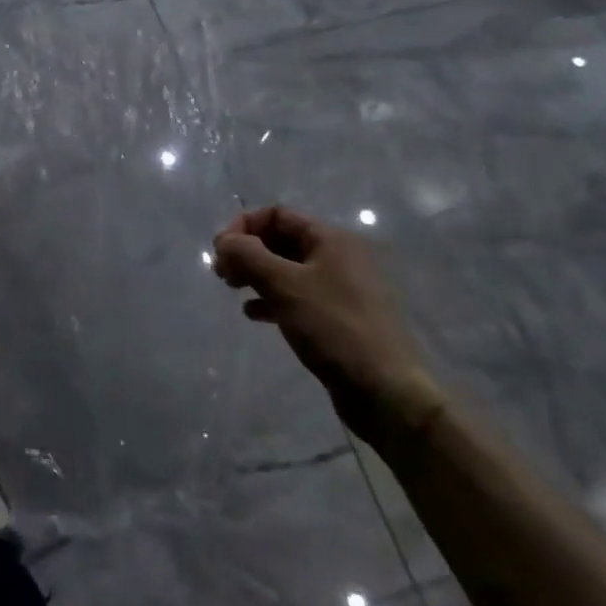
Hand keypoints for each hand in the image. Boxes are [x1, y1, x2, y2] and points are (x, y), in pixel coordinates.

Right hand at [213, 206, 445, 447]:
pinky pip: (299, 296)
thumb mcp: (284, 285)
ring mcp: (342, 288)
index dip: (244, 226)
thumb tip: (224, 240)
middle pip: (282, 239)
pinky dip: (273, 298)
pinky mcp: (340, 317)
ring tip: (233, 290)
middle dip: (248, 251)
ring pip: (288, 269)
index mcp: (331, 239)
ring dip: (257, 274)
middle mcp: (339, 256)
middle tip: (222, 274)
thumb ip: (248, 256)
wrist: (385, 391)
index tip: (221, 251)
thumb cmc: (333, 327)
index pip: (278, 215)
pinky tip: (254, 313)